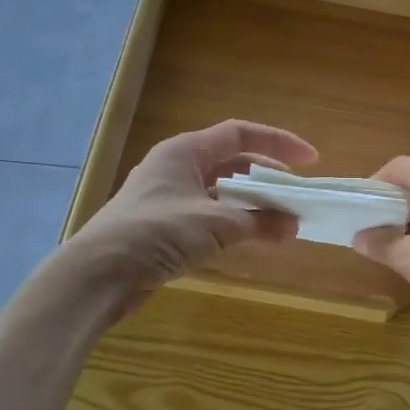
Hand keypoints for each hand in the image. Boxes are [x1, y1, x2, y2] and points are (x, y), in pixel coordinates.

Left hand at [73, 120, 316, 310]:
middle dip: (267, 177)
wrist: (99, 274)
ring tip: (282, 219)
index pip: (240, 135)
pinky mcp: (165, 226)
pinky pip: (210, 214)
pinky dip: (234, 222)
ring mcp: (169, 197)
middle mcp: (177, 167)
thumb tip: (294, 225)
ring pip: (222, 191)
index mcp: (185, 151)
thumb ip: (259, 222)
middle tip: (296, 193)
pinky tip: (252, 239)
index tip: (310, 161)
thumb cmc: (157, 233)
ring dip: (252, 203)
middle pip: (232, 162)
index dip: (278, 143)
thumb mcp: (216, 224)